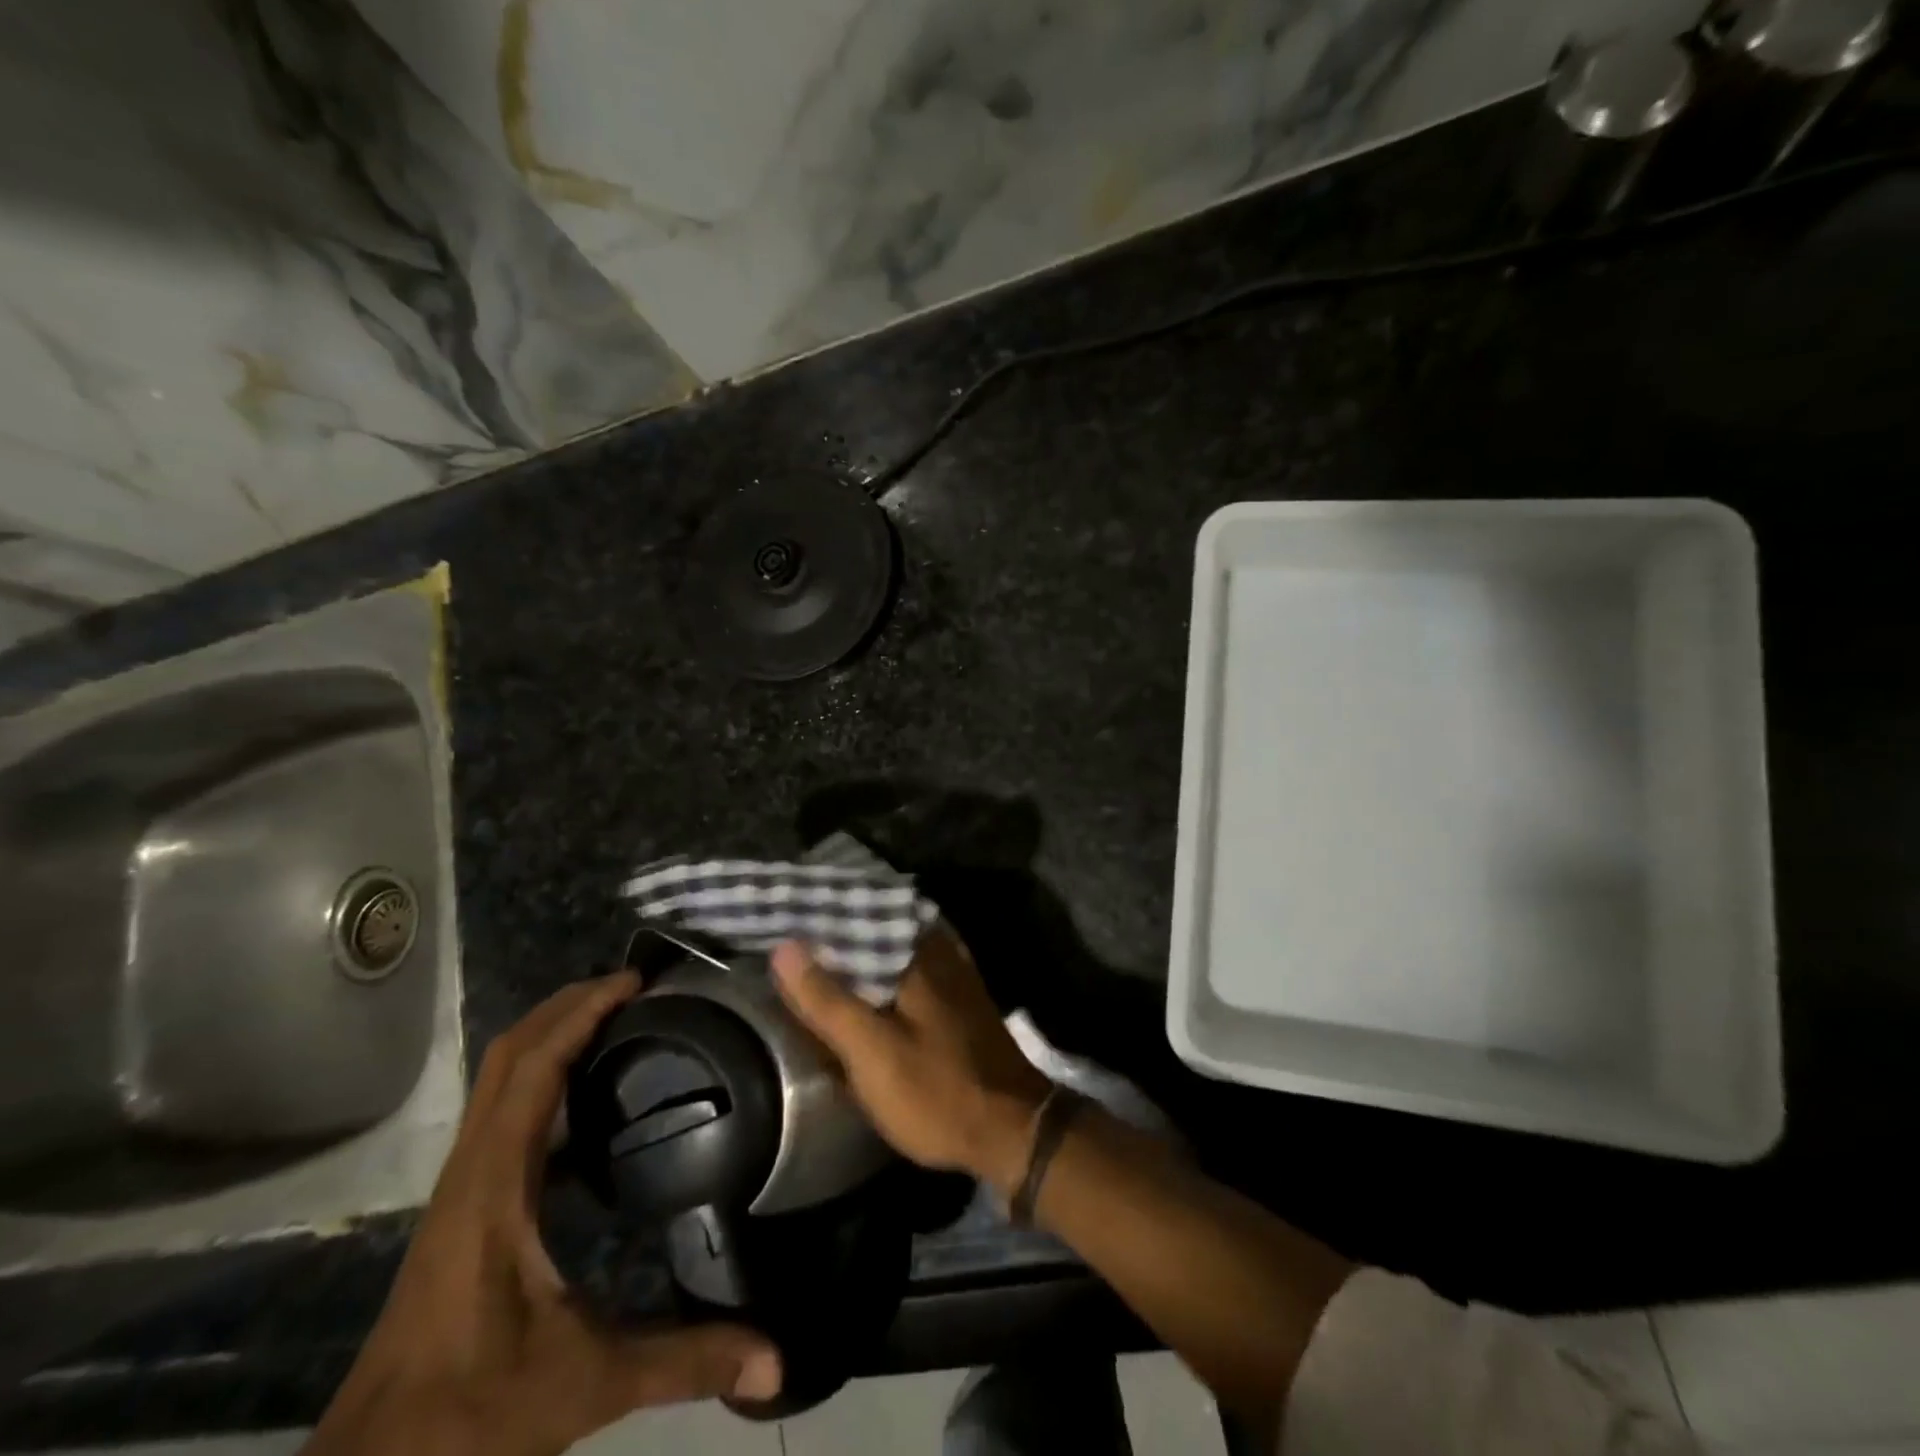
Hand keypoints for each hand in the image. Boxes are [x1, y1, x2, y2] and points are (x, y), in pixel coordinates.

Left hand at [305, 973, 781, 1455]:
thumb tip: (774, 1359)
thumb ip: (685, 1360)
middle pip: (508, 1053)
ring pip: (499, 1077)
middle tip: (636, 987)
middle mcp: (471, 1169)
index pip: (533, 1069)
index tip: (635, 982)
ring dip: (552, 1032)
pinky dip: (542, 1074)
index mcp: (495, 1185)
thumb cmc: (470, 1415)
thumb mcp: (587, 1383)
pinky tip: (589, 1096)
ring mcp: (461, 1185)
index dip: (581, 1013)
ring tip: (619, 1019)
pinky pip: (502, 1109)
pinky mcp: (464, 1203)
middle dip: (568, 1004)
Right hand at [771, 927, 1052, 1196]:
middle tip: (791, 933)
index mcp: (918, 951)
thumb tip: (785, 947)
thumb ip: (828, 1000)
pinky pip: (909, 966)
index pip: (862, 909)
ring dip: (858, 947)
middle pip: (878, 923)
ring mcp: (953, 972)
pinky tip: (862, 984)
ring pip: (894, 945)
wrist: (1011, 1131)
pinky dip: (881, 969)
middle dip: (837, 927)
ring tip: (816, 952)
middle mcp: (939, 949)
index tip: (785, 910)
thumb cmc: (937, 1091)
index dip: (822, 910)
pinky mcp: (958, 997)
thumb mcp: (872, 1052)